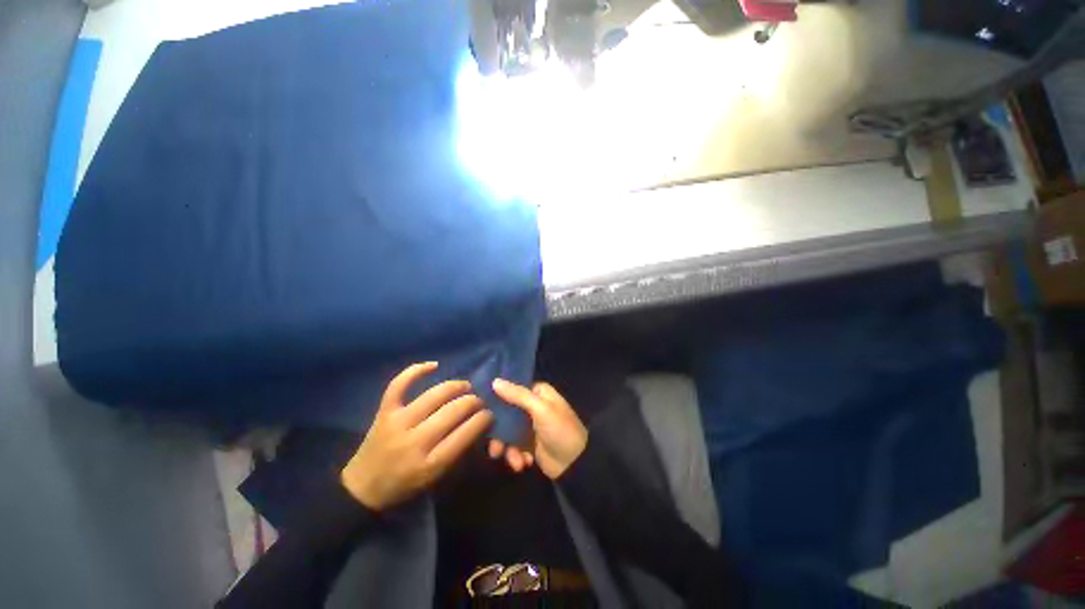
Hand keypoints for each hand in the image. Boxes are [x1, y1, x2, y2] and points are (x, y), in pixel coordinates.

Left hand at [341, 362, 492, 510]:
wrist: (362, 488)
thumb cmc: (405, 486)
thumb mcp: (437, 478)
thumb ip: (459, 451)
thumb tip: (479, 423)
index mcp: (431, 464)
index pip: (466, 433)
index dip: (483, 418)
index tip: (490, 413)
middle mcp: (415, 441)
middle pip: (453, 411)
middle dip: (473, 401)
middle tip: (479, 401)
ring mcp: (397, 423)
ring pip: (434, 395)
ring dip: (456, 386)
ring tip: (465, 387)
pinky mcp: (384, 412)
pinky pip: (399, 384)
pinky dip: (416, 370)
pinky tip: (434, 365)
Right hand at [488, 379, 587, 478]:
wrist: (576, 463)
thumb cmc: (560, 429)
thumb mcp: (540, 409)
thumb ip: (518, 395)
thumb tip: (494, 381)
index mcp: (538, 393)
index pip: (513, 389)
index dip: (497, 396)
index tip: (480, 405)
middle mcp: (532, 406)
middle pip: (506, 413)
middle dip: (499, 432)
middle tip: (495, 448)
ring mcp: (530, 426)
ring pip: (507, 432)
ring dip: (508, 448)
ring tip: (515, 461)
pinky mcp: (529, 444)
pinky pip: (513, 446)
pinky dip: (516, 456)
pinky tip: (524, 463)